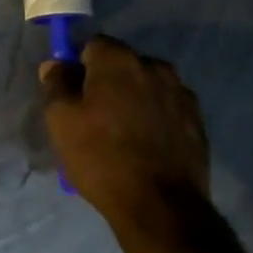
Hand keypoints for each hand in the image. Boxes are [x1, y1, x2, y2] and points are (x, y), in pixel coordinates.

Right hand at [41, 36, 210, 227]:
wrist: (160, 207)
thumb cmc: (102, 157)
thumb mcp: (61, 121)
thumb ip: (56, 84)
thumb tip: (56, 65)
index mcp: (119, 60)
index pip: (92, 45)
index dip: (79, 67)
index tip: (73, 95)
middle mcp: (154, 66)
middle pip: (121, 64)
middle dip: (107, 82)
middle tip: (94, 117)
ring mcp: (181, 93)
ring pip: (146, 86)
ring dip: (133, 99)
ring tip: (122, 135)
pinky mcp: (197, 120)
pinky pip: (166, 108)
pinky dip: (154, 118)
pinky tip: (146, 146)